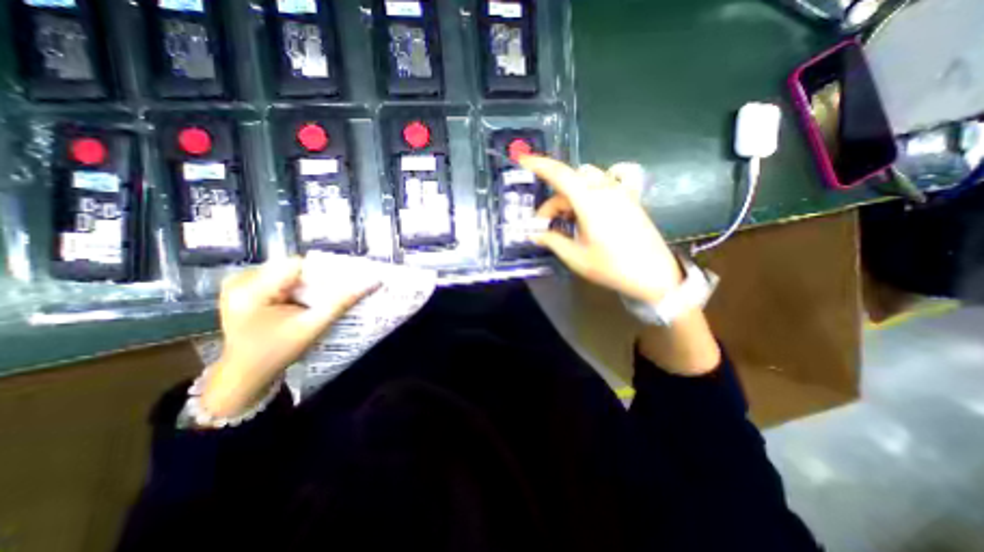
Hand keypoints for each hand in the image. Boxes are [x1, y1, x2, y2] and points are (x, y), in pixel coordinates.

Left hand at [202, 258, 377, 417]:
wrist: (245, 375)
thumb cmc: (277, 353)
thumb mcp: (313, 327)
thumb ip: (342, 302)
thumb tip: (373, 282)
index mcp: (251, 288)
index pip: (299, 264)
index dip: (325, 272)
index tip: (344, 282)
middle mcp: (241, 279)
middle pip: (293, 267)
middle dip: (317, 280)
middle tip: (336, 293)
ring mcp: (240, 283)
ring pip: (289, 272)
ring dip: (309, 284)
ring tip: (320, 300)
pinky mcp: (244, 288)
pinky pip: (280, 278)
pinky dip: (298, 287)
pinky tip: (305, 301)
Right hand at [517, 153, 719, 375]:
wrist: (653, 275)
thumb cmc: (612, 267)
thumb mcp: (576, 257)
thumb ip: (552, 240)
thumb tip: (534, 234)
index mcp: (590, 203)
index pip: (560, 175)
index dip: (539, 165)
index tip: (523, 160)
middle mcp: (605, 190)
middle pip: (570, 183)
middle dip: (553, 202)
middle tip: (546, 225)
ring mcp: (621, 192)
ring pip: (588, 178)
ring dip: (571, 193)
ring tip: (569, 217)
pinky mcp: (631, 198)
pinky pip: (614, 177)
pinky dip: (599, 180)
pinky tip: (596, 193)